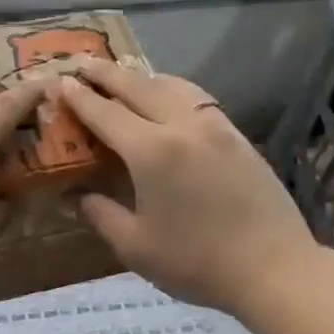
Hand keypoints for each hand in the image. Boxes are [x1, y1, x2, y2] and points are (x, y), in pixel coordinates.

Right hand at [59, 59, 322, 322]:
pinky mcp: (237, 136)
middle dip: (107, 74)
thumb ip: (100, 214)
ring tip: (124, 75)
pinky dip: (172, 88)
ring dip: (142, 77)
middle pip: (138, 87)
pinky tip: (169, 97)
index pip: (106, 113)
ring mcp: (215, 127)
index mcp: (151, 151)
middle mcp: (182, 126)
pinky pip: (197, 98)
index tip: (59, 82)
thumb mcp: (135, 246)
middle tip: (83, 64)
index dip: (79, 98)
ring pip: (172, 86)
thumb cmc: (196, 262)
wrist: (274, 269)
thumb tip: (72, 196)